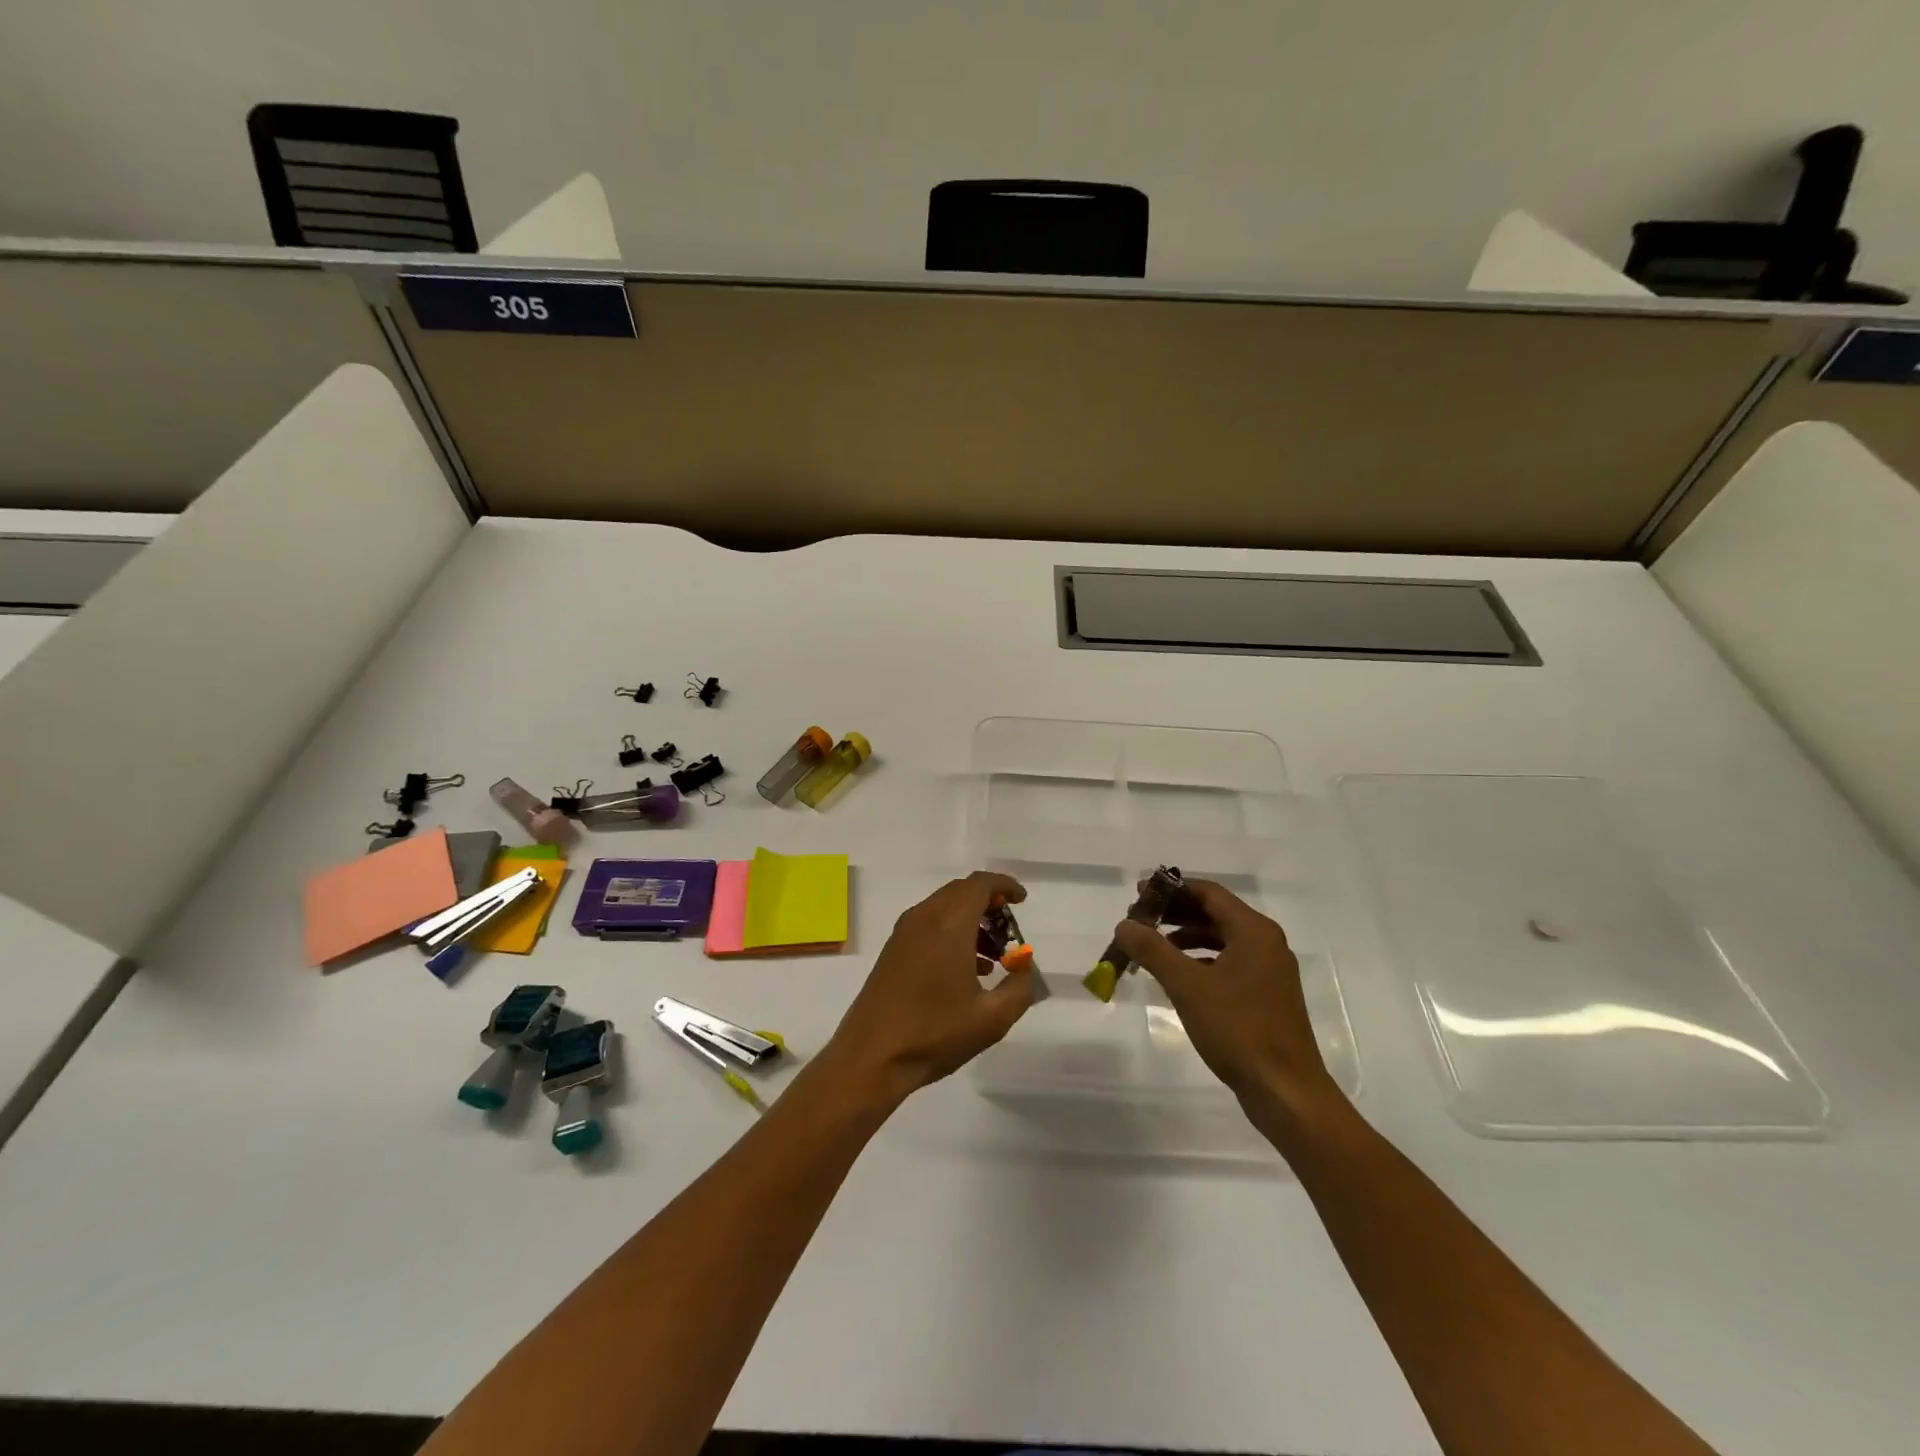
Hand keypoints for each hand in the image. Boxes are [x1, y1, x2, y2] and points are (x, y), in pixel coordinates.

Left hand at [822, 872, 1035, 1105]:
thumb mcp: (992, 1019)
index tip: (1022, 901)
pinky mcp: (893, 950)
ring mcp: (903, 933)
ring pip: (944, 908)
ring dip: (971, 921)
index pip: (979, 885)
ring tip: (994, 957)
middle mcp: (923, 918)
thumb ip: (1020, 987)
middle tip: (1010, 933)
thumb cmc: (934, 1034)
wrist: (871, 1058)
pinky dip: (952, 933)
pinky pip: (929, 925)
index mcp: (948, 925)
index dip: (1004, 885)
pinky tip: (967, 971)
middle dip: (989, 904)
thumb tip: (1023, 967)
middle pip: (961, 892)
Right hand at [1113, 878, 1340, 1117]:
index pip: (1208, 893)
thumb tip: (1124, 925)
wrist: (1286, 1092)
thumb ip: (1152, 950)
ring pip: (1221, 940)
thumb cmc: (1238, 1030)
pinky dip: (1201, 962)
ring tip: (1152, 949)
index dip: (1172, 889)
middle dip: (1175, 915)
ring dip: (1186, 939)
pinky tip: (1179, 978)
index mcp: (1253, 931)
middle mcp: (1266, 943)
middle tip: (1140, 922)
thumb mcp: (1187, 986)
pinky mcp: (1267, 996)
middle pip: (1215, 914)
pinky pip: (1229, 964)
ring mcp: (1269, 971)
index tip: (1139, 894)